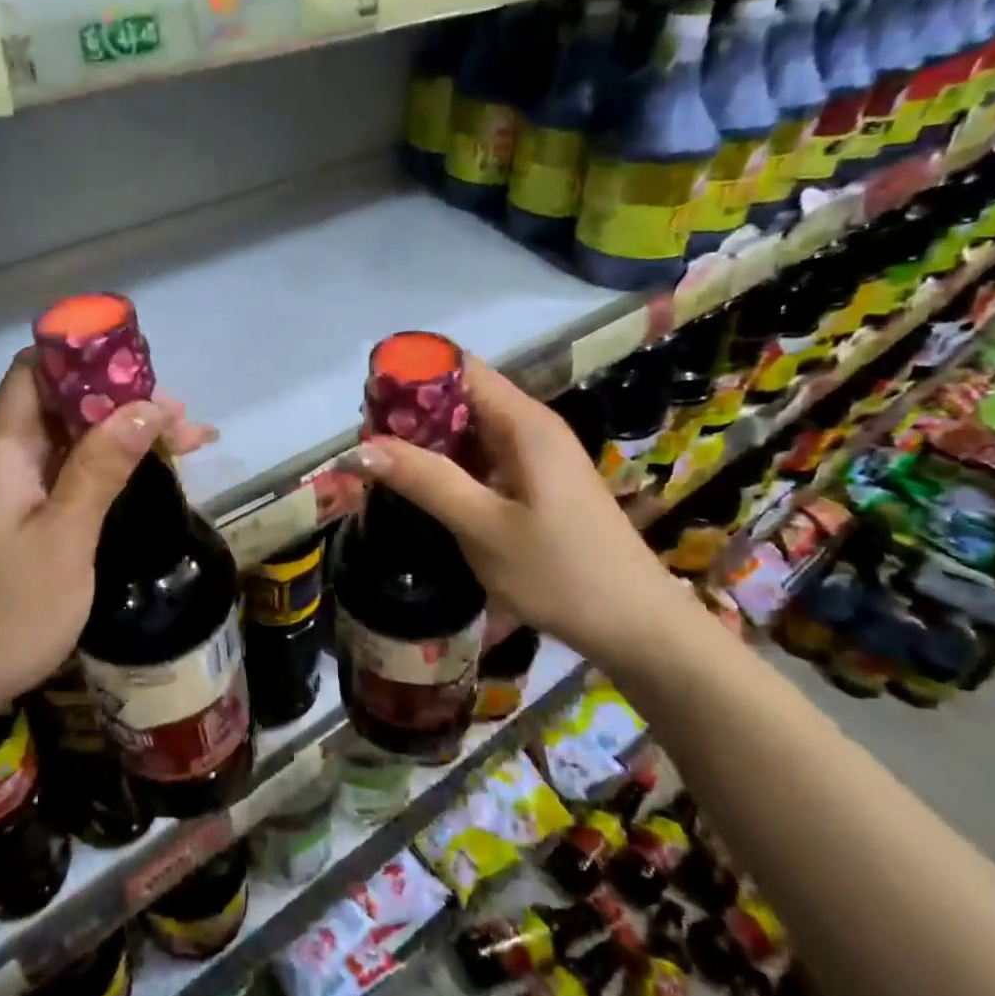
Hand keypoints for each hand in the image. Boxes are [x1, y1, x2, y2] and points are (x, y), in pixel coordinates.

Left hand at [0, 356, 211, 727]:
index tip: (143, 370)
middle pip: (59, 406)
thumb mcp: (63, 537)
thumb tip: (145, 406)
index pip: (35, 370)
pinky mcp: (8, 522)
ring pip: (64, 444)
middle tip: (182, 422)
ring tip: (182, 445)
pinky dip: (100, 471)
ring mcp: (1, 493)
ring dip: (118, 439)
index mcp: (0, 449)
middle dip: (120, 404)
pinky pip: (59, 477)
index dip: (85, 358)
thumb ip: (101, 467)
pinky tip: (139, 481)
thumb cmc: (3, 612)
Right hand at [352, 358, 697, 676]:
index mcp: (523, 423)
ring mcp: (536, 454)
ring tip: (382, 463)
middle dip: (411, 411)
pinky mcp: (536, 481)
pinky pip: (483, 455)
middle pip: (461, 395)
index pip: (458, 368)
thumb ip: (424, 480)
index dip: (411, 375)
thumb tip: (358, 447)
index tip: (368, 402)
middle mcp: (530, 426)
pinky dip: (449, 462)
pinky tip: (422, 486)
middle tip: (366, 442)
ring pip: (469, 427)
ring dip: (427, 439)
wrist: (636, 627)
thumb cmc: (560, 573)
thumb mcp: (483, 527)